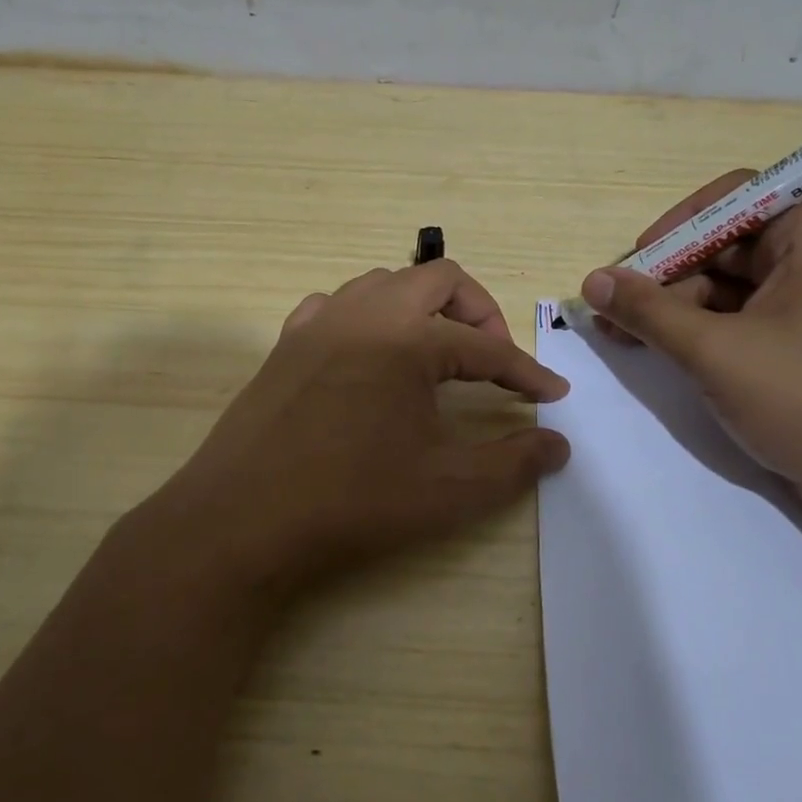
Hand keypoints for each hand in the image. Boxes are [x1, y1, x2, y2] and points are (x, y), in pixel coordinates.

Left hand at [148, 261, 570, 595]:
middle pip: (438, 280)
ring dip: (421, 308)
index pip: (486, 347)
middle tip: (492, 360)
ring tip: (436, 354)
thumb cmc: (353, 501)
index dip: (526, 372)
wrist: (243, 520)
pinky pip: (336, 306)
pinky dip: (367, 317)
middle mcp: (364, 313)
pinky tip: (369, 356)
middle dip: (478, 313)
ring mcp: (318, 323)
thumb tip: (558, 444)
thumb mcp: (448, 489)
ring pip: (384, 284)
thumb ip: (513, 463)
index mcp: (408, 339)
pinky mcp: (285, 343)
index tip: (552, 395)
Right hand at [581, 173, 801, 518]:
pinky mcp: (797, 347)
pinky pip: (736, 321)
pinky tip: (653, 349)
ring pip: (725, 287)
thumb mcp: (714, 351)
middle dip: (665, 273)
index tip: (641, 256)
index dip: (683, 219)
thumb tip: (593, 281)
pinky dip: (694, 331)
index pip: (738, 195)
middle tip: (615, 306)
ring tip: (619, 334)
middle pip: (724, 244)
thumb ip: (648, 311)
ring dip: (671, 306)